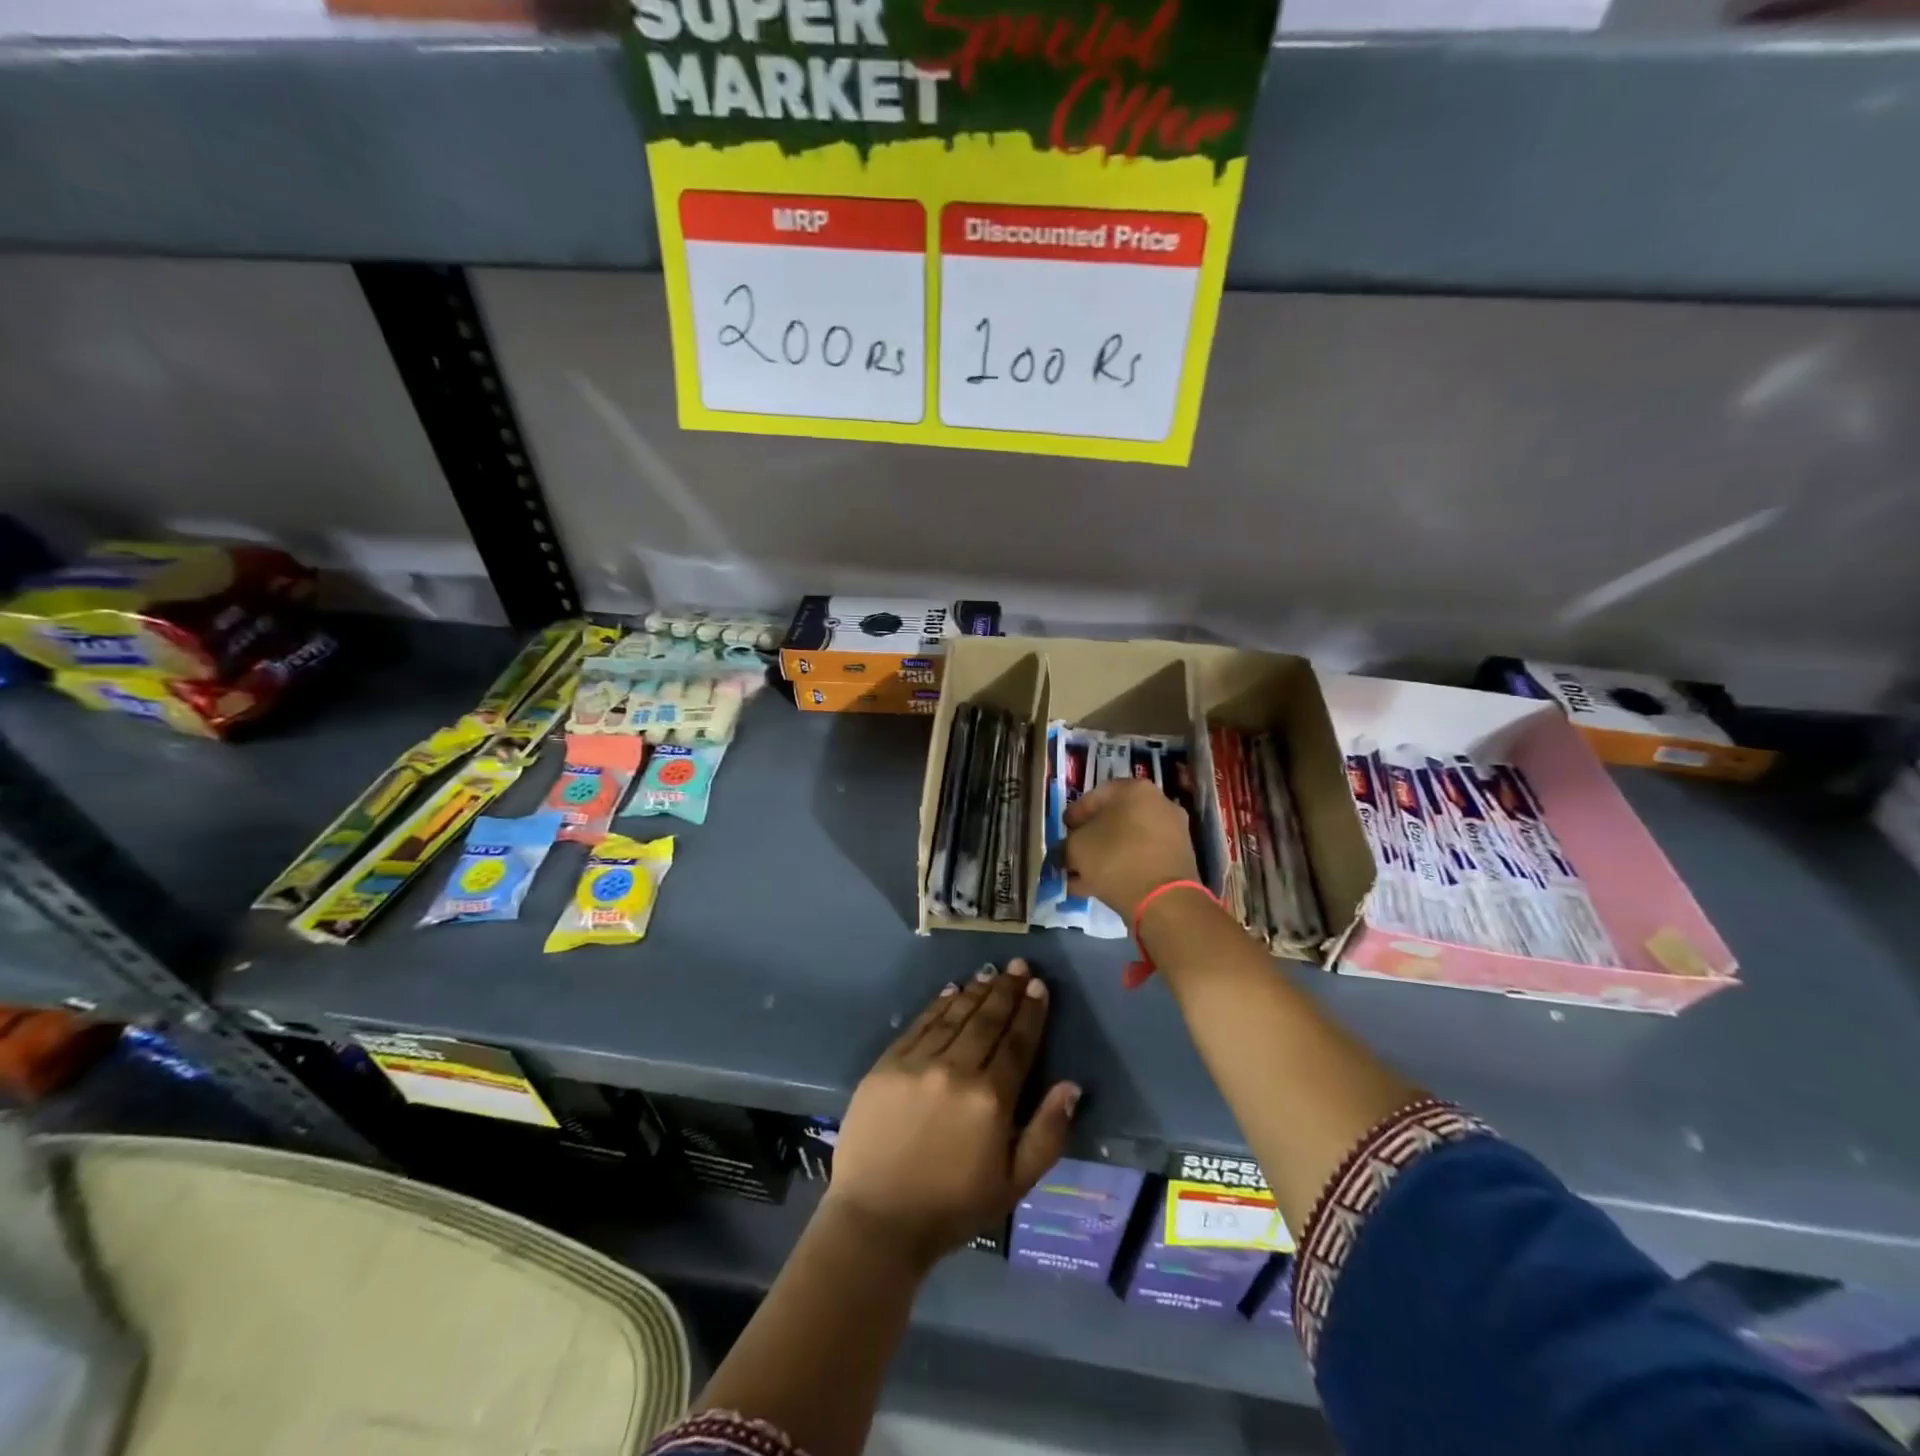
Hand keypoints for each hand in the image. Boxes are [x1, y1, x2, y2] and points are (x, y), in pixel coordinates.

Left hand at [822, 960, 1079, 1270]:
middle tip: (1020, 966)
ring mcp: (917, 1064)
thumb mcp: (1014, 1184)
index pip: (1017, 1043)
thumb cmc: (952, 1207)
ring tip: (991, 972)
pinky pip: (920, 1025)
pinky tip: (951, 990)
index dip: (1030, 1012)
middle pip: (987, 1021)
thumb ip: (1047, 1134)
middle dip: (1007, 991)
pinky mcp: (887, 1064)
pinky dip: (938, 1005)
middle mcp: (956, 1071)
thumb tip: (1071, 1086)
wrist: (877, 1221)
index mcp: (991, 1100)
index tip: (1039, 987)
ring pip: (954, 1016)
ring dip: (976, 991)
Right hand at [1063, 777, 1201, 922]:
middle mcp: (1159, 804)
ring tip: (1080, 877)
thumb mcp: (1076, 848)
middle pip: (1113, 820)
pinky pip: (1141, 859)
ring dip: (1103, 857)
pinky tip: (1098, 887)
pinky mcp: (1178, 860)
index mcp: (1135, 789)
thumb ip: (1066, 844)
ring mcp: (1172, 833)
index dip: (1074, 815)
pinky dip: (1121, 869)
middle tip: (1072, 854)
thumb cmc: (1115, 858)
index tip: (1063, 831)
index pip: (1095, 796)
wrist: (1164, 900)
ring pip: (1127, 842)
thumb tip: (1065, 850)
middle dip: (1090, 839)